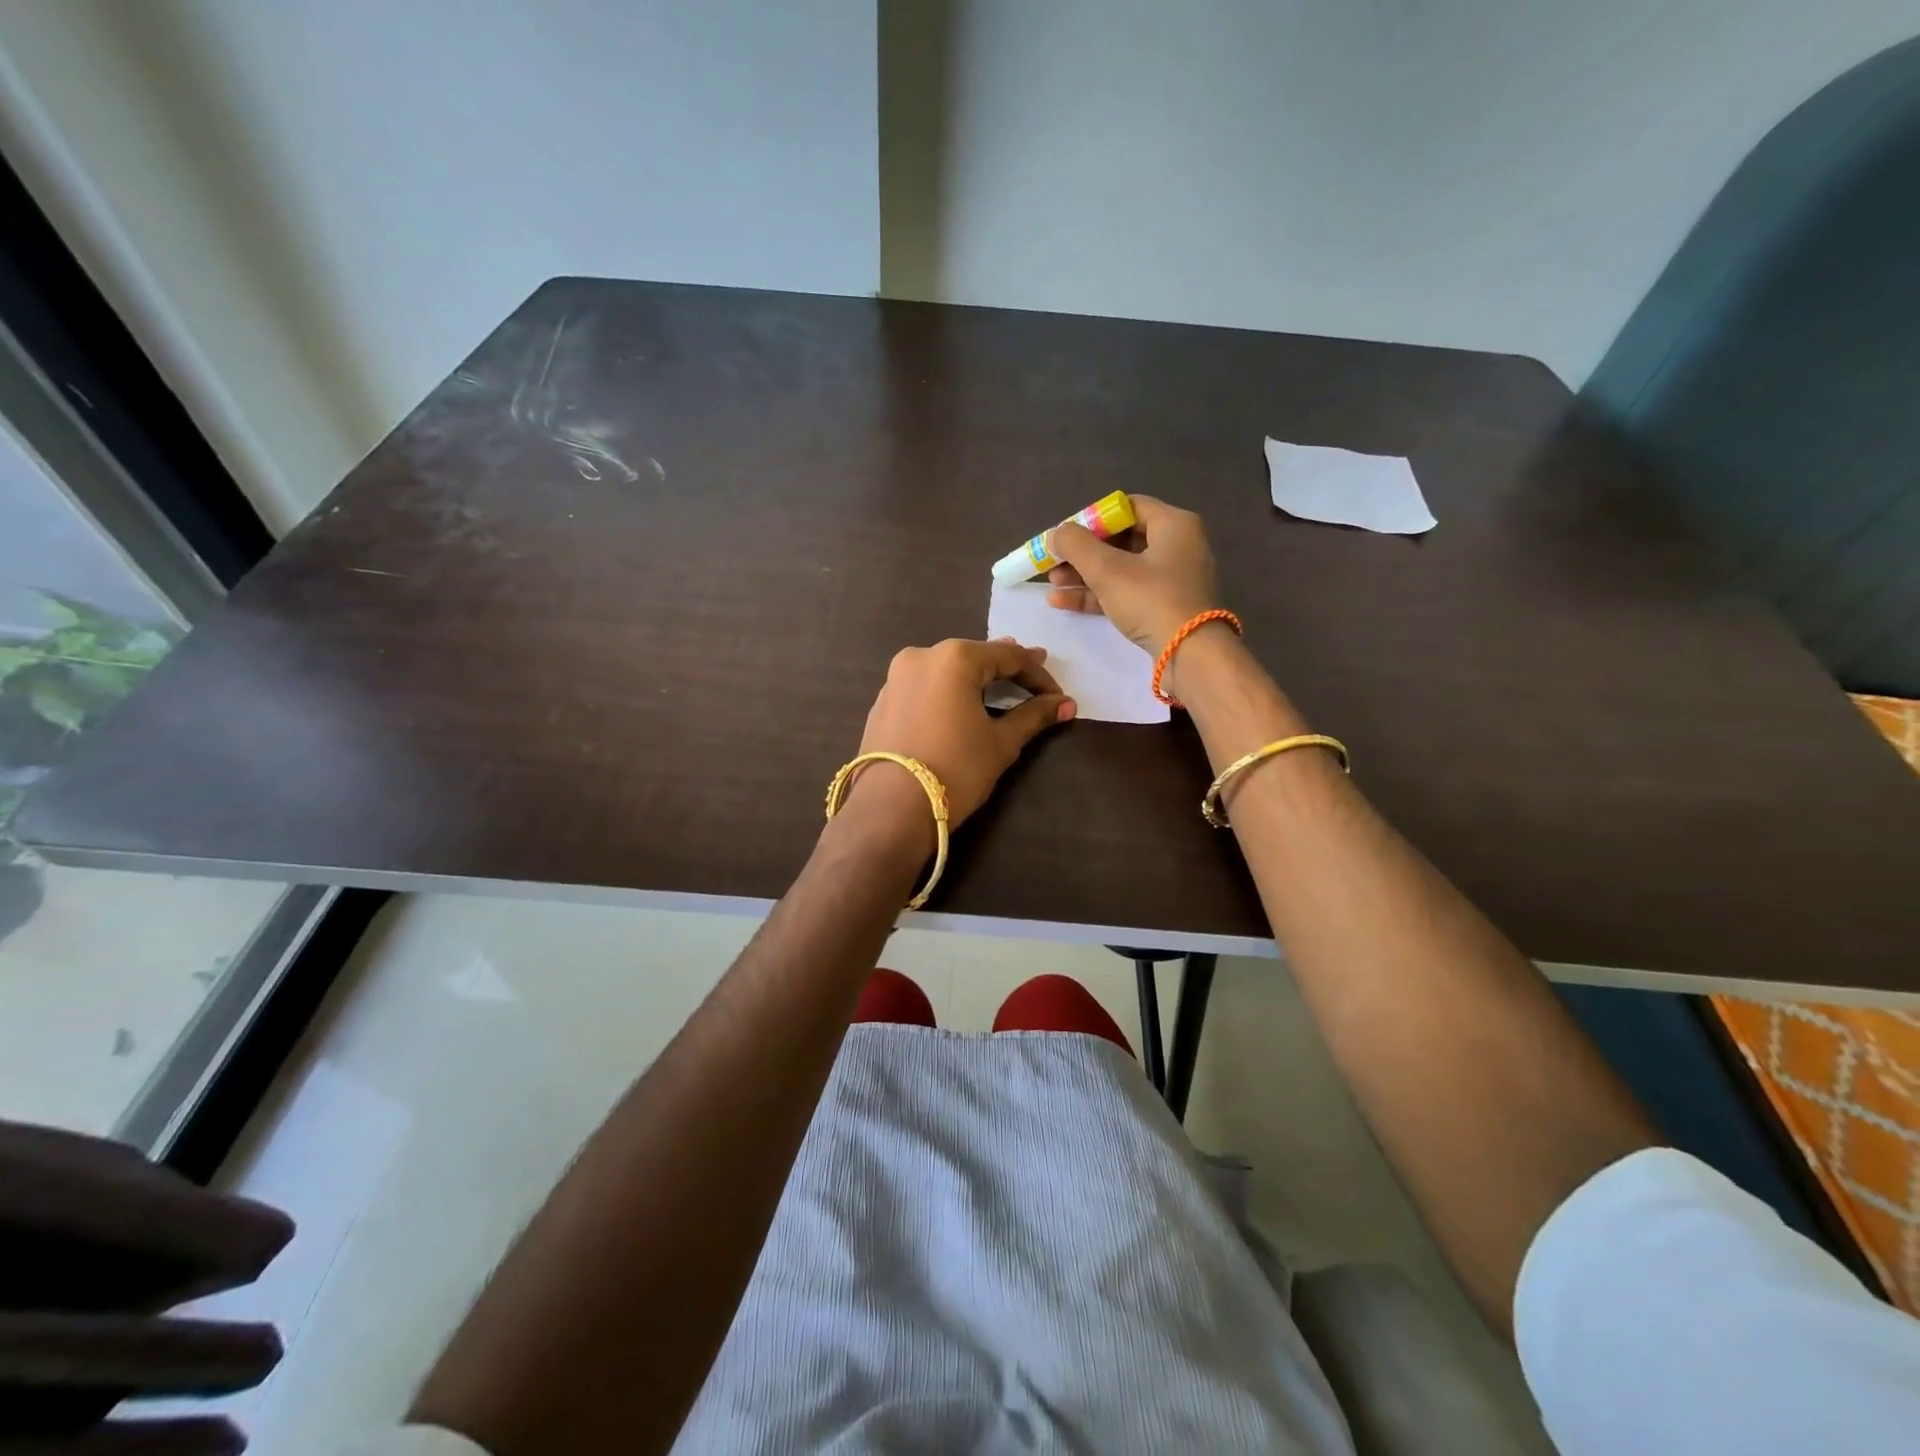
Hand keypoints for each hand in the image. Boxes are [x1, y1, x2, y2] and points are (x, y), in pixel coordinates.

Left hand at [850, 638, 1075, 833]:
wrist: (891, 810)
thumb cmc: (955, 770)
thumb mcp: (1001, 743)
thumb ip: (1033, 716)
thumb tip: (1066, 704)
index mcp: (954, 657)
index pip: (1008, 656)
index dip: (1038, 675)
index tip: (1059, 695)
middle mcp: (921, 656)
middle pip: (974, 658)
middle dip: (1006, 670)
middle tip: (1034, 677)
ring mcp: (896, 678)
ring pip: (946, 671)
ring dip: (974, 680)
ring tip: (999, 688)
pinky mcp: (882, 702)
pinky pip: (925, 689)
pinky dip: (947, 694)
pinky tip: (959, 707)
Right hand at [1045, 495, 1222, 655]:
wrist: (1189, 654)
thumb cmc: (1151, 600)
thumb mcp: (1107, 569)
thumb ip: (1076, 545)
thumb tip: (1055, 533)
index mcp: (1173, 524)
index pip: (1126, 507)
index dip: (1091, 519)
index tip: (1065, 535)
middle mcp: (1177, 545)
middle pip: (1121, 539)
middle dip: (1083, 552)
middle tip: (1053, 562)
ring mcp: (1172, 579)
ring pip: (1121, 569)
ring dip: (1085, 575)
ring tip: (1052, 584)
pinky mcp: (1165, 607)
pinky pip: (1127, 592)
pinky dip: (1098, 594)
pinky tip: (1064, 602)